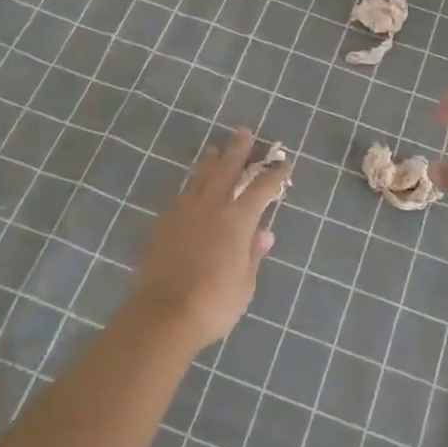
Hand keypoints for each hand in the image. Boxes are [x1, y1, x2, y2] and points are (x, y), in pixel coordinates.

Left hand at [126, 129, 287, 351]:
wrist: (162, 315)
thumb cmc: (214, 302)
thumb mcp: (245, 282)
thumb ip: (253, 254)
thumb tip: (264, 233)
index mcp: (238, 218)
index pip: (262, 188)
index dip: (275, 174)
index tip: (285, 163)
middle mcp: (212, 206)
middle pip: (227, 169)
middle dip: (239, 150)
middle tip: (244, 132)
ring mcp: (184, 212)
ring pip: (200, 177)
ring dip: (211, 161)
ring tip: (215, 149)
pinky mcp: (163, 224)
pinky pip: (181, 194)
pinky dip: (191, 185)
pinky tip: (191, 187)